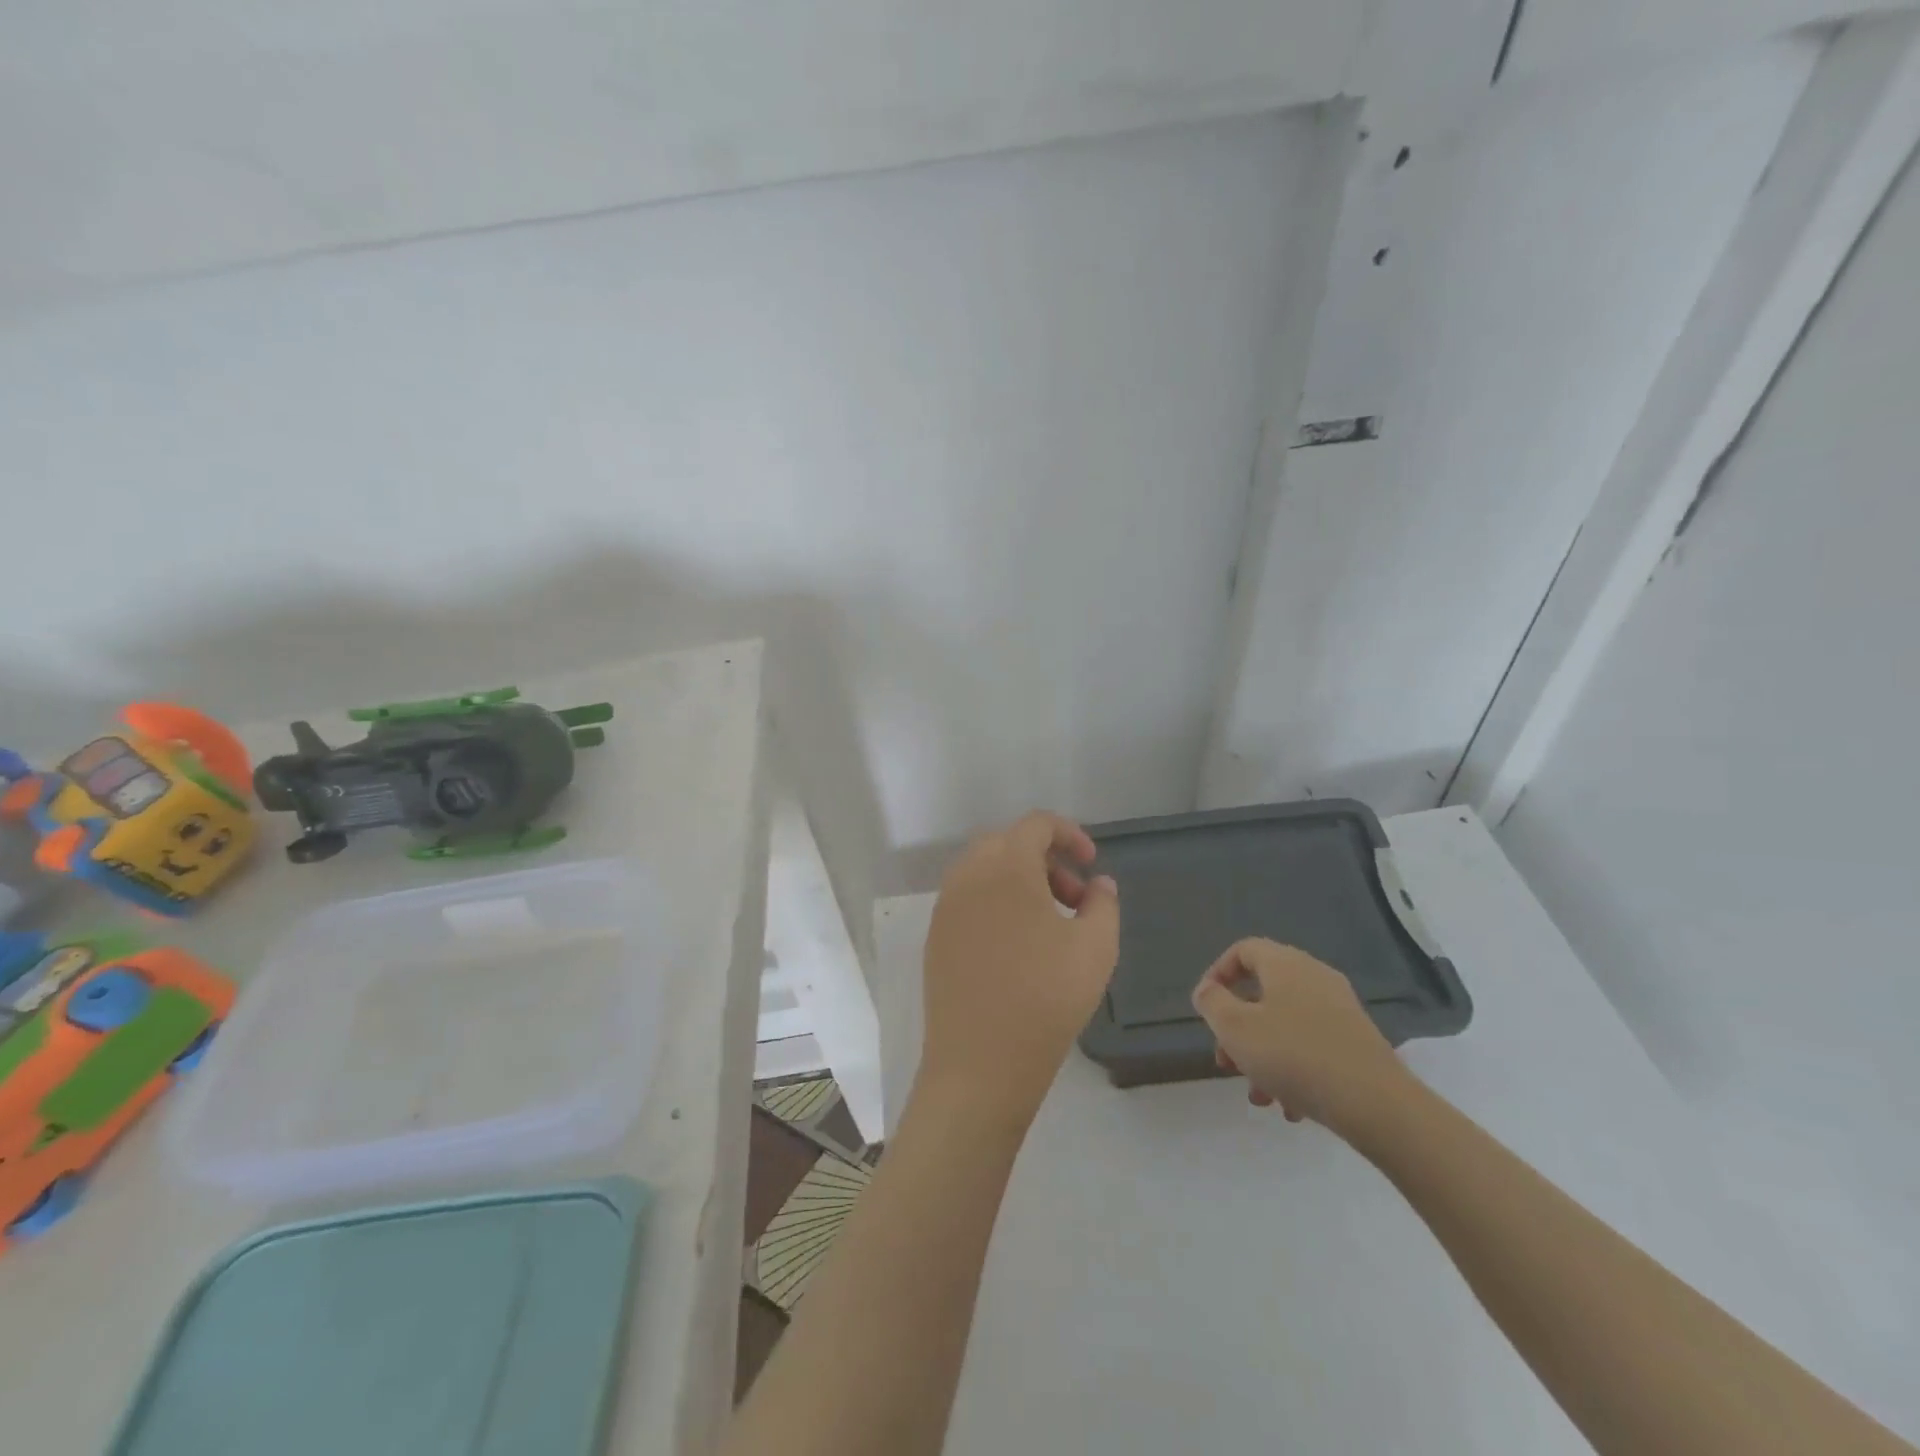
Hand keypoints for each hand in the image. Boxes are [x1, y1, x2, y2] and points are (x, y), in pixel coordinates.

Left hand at [918, 811, 1119, 1123]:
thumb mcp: (1096, 948)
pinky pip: (969, 900)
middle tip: (1074, 898)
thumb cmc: (1045, 998)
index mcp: (1005, 866)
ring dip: (1020, 882)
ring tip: (1051, 925)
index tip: (1092, 863)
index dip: (1069, 834)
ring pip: (985, 872)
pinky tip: (1018, 946)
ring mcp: (946, 907)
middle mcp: (968, 876)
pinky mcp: (935, 937)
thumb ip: (1103, 904)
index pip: (1035, 824)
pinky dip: (996, 903)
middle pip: (1008, 844)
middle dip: (1046, 860)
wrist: (979, 1064)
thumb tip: (1099, 884)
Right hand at [1190, 938, 1411, 1134]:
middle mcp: (1314, 977)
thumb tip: (1207, 990)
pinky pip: (1312, 1045)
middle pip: (1263, 992)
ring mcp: (1340, 1010)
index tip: (1205, 1008)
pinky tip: (1290, 1107)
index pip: (1243, 950)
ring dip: (1263, 1056)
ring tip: (1258, 1095)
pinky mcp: (1357, 1042)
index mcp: (1285, 964)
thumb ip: (1212, 1003)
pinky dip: (1294, 1069)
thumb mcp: (1235, 1028)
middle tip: (1226, 1061)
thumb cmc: (1295, 1056)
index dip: (1217, 974)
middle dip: (1237, 1028)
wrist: (1378, 1105)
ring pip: (1285, 1024)